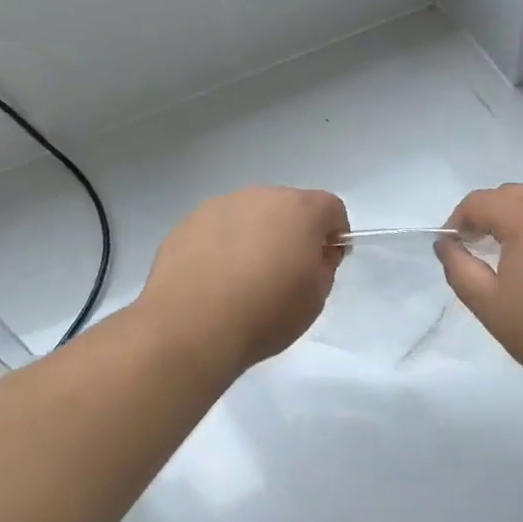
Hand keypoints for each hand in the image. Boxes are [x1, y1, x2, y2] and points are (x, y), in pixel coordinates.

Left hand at [139, 186, 348, 369]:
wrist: (190, 326)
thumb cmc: (265, 312)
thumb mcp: (315, 298)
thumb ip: (324, 266)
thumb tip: (316, 252)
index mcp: (300, 210)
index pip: (331, 208)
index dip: (334, 233)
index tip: (326, 261)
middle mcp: (261, 196)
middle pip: (288, 207)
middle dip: (293, 232)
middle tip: (284, 273)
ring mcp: (220, 206)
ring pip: (249, 215)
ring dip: (255, 236)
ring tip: (242, 279)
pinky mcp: (188, 222)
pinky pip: (217, 229)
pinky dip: (222, 246)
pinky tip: (213, 280)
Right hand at [436, 183, 522, 397]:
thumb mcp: (489, 305)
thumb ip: (458, 268)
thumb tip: (446, 244)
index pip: (480, 201)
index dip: (458, 220)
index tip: (454, 246)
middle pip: (512, 194)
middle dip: (488, 214)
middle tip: (478, 248)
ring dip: (520, 215)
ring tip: (513, 250)